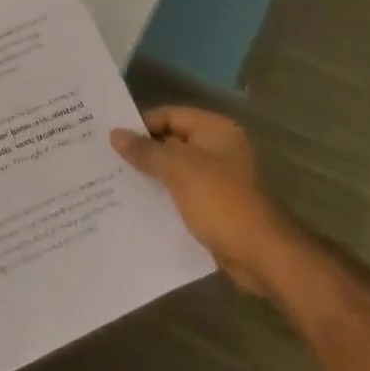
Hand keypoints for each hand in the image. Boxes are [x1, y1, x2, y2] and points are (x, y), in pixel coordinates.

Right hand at [110, 106, 292, 295]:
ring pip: (177, 170)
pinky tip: (140, 207)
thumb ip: (146, 150)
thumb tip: (115, 134)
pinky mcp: (218, 205)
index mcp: (215, 130)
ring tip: (116, 183)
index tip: (110, 139)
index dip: (141, 125)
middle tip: (108, 161)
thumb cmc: (220, 201)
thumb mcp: (178, 169)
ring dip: (152, 176)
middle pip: (173, 142)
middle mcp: (219, 148)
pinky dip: (165, 197)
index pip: (169, 115)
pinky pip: (185, 193)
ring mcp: (220, 178)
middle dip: (143, 152)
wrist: (262, 255)